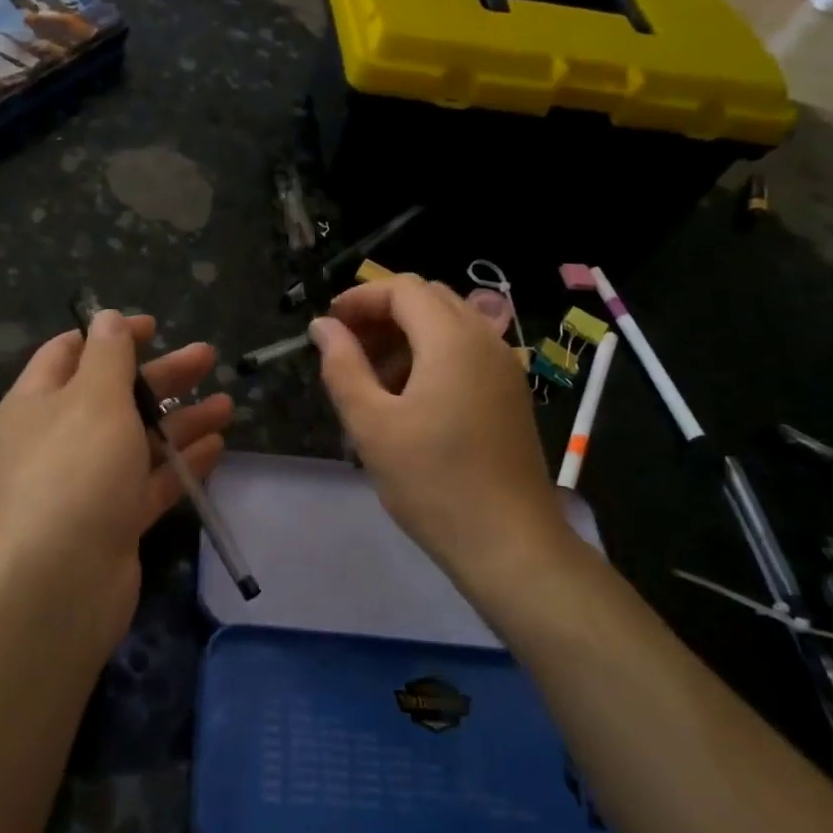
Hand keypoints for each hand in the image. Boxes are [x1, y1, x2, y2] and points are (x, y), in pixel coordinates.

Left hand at [0, 309, 231, 643]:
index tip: (153, 326)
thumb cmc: (74, 471)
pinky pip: (150, 483)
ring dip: (181, 419)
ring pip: (138, 440)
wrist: (57, 584)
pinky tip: (216, 447)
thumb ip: (107, 355)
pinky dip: (180, 464)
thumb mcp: (93, 398)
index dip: (109, 335)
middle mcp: (58, 439)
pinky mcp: (113, 521)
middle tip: (207, 357)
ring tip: (228, 404)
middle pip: (114, 395)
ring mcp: (86, 484)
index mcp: (38, 403)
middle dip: (161, 375)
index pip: (70, 353)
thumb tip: (106, 317)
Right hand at [310, 276, 565, 591]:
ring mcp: (503, 367)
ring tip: (371, 376)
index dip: (360, 298)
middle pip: (428, 300)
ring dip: (406, 335)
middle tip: (346, 348)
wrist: (510, 543)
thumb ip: (343, 367)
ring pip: (449, 325)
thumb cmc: (432, 482)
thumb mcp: (372, 424)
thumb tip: (323, 327)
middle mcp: (485, 340)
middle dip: (382, 313)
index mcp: (452, 339)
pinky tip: (408, 398)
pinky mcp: (509, 394)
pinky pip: (466, 352)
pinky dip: (431, 355)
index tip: (329, 326)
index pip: (402, 289)